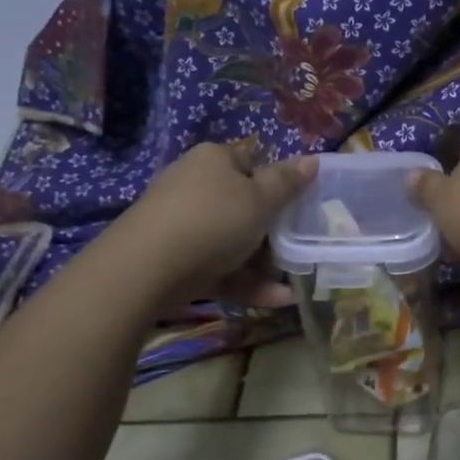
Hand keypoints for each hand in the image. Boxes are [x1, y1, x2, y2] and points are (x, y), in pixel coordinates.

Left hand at [112, 142, 317, 306]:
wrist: (147, 268)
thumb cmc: (214, 220)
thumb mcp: (261, 200)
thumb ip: (287, 183)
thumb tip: (312, 159)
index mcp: (214, 160)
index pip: (252, 163)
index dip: (277, 184)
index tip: (299, 208)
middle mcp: (194, 186)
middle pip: (242, 205)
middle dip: (272, 231)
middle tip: (299, 249)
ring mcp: (181, 224)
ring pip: (231, 241)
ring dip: (264, 265)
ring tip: (292, 285)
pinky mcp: (175, 260)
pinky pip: (219, 268)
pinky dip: (246, 283)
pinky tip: (278, 300)